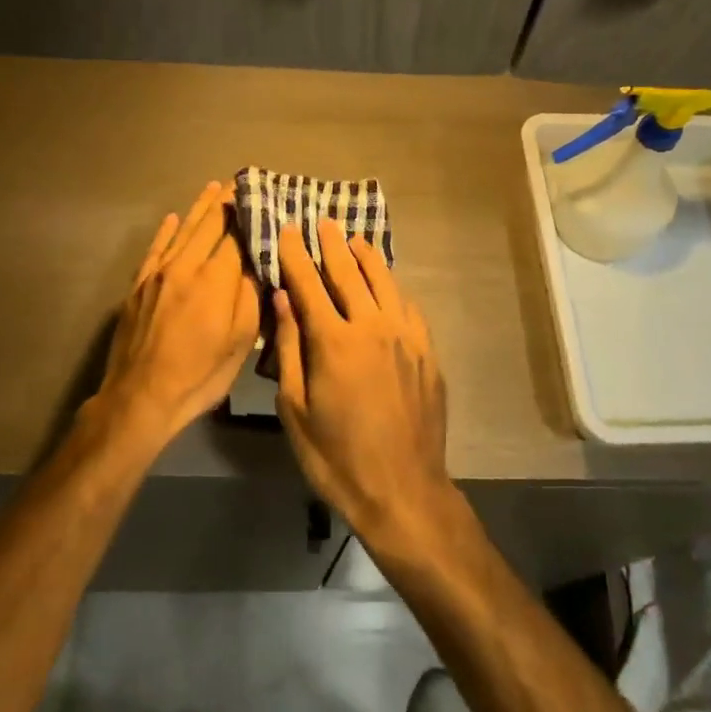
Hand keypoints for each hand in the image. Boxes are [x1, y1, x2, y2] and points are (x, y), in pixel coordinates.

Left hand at [89, 181, 258, 452]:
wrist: (140, 398)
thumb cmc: (200, 375)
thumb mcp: (240, 342)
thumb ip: (251, 296)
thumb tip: (259, 261)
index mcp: (216, 279)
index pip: (237, 235)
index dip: (250, 214)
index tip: (262, 195)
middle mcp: (186, 265)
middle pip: (209, 225)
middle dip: (226, 202)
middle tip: (239, 182)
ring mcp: (158, 273)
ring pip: (182, 230)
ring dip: (199, 208)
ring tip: (212, 187)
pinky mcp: (139, 285)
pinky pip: (155, 249)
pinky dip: (166, 231)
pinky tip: (173, 218)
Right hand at [271, 220, 456, 547]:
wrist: (403, 490)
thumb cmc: (336, 456)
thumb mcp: (295, 408)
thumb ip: (289, 348)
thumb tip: (283, 299)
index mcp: (334, 341)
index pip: (309, 284)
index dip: (296, 255)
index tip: (288, 229)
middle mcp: (373, 327)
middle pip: (350, 274)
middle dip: (332, 245)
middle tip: (322, 221)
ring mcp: (406, 338)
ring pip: (385, 283)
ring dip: (367, 258)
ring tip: (355, 239)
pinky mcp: (427, 352)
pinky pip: (408, 307)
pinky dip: (393, 289)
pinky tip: (388, 285)